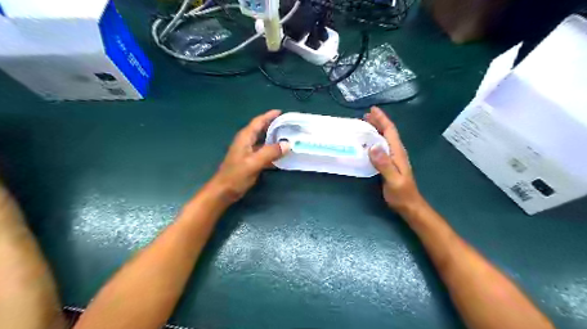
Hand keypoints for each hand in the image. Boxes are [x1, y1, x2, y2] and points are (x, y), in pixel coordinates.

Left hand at [208, 109, 287, 202]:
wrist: (224, 191)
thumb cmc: (236, 175)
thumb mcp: (254, 163)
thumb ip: (270, 152)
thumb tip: (287, 144)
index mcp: (245, 137)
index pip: (258, 121)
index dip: (269, 115)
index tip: (282, 112)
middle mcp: (246, 141)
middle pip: (261, 129)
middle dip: (274, 125)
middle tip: (289, 125)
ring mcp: (248, 151)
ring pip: (263, 140)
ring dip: (274, 138)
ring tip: (288, 137)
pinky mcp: (250, 160)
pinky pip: (264, 151)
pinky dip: (272, 150)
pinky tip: (281, 154)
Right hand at [366, 106, 424, 213]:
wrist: (409, 205)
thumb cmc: (401, 193)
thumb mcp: (393, 179)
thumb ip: (384, 164)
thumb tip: (373, 146)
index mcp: (397, 152)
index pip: (390, 131)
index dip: (382, 119)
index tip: (372, 110)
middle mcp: (396, 152)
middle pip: (388, 132)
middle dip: (378, 121)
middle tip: (365, 115)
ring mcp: (394, 158)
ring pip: (385, 139)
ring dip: (376, 129)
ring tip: (365, 124)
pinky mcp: (390, 163)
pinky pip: (382, 147)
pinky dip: (375, 140)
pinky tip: (368, 143)